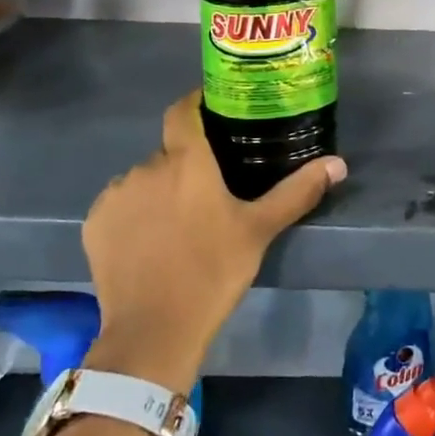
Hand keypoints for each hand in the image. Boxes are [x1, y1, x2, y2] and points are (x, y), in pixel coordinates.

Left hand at [81, 90, 346, 393]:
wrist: (154, 331)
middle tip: (208, 192)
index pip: (183, 110)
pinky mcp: (95, 222)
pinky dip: (134, 214)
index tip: (213, 110)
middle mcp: (146, 166)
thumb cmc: (213, 272)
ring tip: (177, 223)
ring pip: (143, 179)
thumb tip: (339, 164)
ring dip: (159, 190)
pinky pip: (119, 205)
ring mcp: (116, 194)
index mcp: (186, 160)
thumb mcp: (260, 230)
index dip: (196, 104)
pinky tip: (148, 242)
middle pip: (168, 152)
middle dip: (185, 164)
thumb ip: (297, 192)